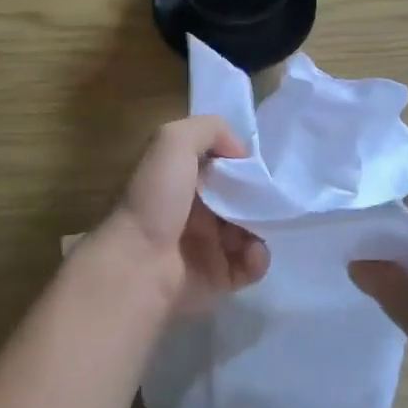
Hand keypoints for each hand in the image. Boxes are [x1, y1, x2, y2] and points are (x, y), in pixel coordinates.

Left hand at [91, 116, 268, 315]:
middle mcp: (192, 210)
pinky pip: (250, 264)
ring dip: (261, 225)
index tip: (257, 162)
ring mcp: (206, 245)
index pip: (219, 163)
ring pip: (249, 229)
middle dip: (256, 194)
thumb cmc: (155, 199)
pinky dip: (258, 257)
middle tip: (268, 195)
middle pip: (238, 196)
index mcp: (179, 178)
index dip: (239, 160)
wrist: (139, 265)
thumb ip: (210, 129)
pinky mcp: (218, 278)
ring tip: (258, 225)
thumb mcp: (174, 141)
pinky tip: (252, 251)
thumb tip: (241, 151)